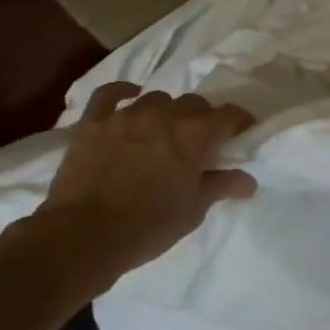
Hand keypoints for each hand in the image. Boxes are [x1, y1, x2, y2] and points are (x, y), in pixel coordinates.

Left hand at [0, 83, 257, 299]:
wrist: (81, 238)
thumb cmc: (146, 227)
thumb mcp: (192, 211)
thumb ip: (220, 187)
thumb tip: (248, 180)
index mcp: (194, 135)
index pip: (229, 115)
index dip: (240, 122)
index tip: (242, 134)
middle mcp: (164, 116)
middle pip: (193, 103)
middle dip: (202, 118)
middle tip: (199, 141)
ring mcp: (126, 115)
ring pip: (157, 99)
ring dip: (166, 112)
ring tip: (162, 131)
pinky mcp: (94, 122)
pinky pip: (110, 94)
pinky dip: (122, 92)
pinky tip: (130, 97)